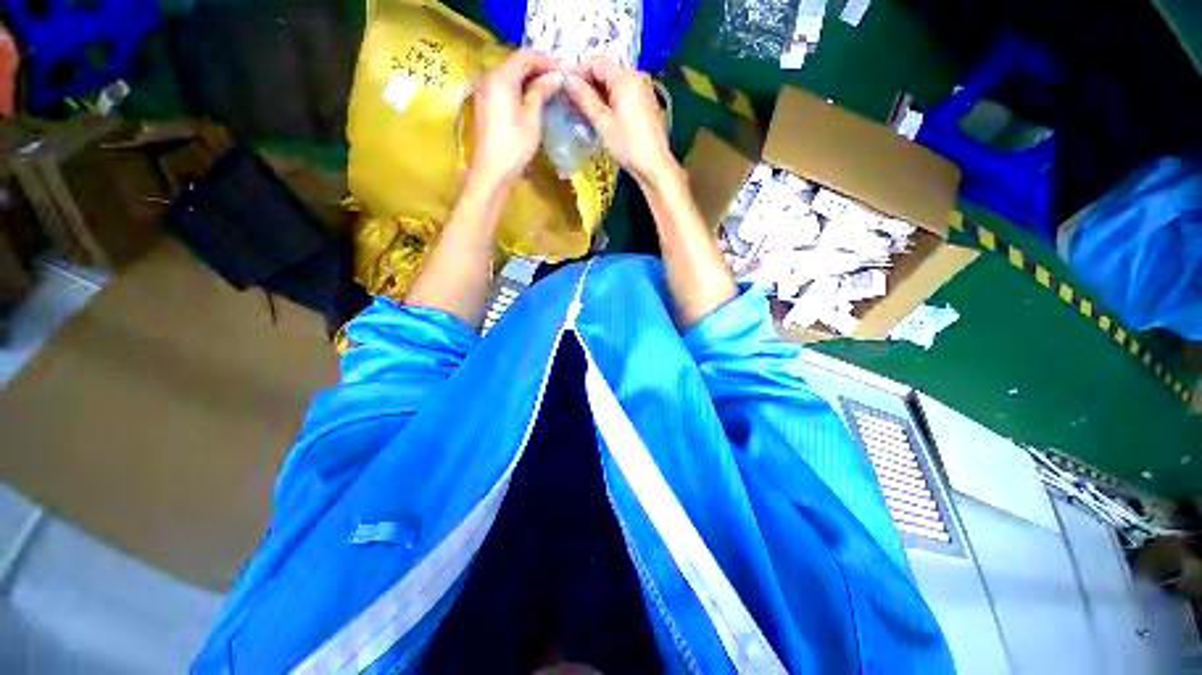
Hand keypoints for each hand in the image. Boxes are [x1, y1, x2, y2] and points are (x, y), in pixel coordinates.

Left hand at [468, 49, 561, 189]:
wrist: (491, 172)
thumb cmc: (514, 146)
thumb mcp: (532, 118)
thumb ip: (541, 92)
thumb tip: (555, 76)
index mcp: (501, 78)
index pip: (525, 57)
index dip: (545, 60)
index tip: (564, 69)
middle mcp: (489, 79)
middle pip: (515, 64)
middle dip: (537, 68)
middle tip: (558, 79)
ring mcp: (484, 93)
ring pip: (509, 77)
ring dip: (528, 80)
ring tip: (548, 89)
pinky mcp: (484, 106)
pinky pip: (504, 89)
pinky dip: (519, 90)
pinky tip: (532, 100)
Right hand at [564, 57, 675, 184]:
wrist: (655, 166)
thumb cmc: (628, 145)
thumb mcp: (603, 122)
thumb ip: (585, 98)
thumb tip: (567, 79)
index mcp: (626, 77)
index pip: (596, 62)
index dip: (578, 71)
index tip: (563, 85)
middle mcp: (637, 77)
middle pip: (607, 71)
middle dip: (588, 83)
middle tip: (571, 99)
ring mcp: (645, 90)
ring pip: (615, 84)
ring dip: (598, 93)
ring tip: (583, 109)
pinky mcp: (647, 105)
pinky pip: (625, 95)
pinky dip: (611, 101)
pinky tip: (601, 115)